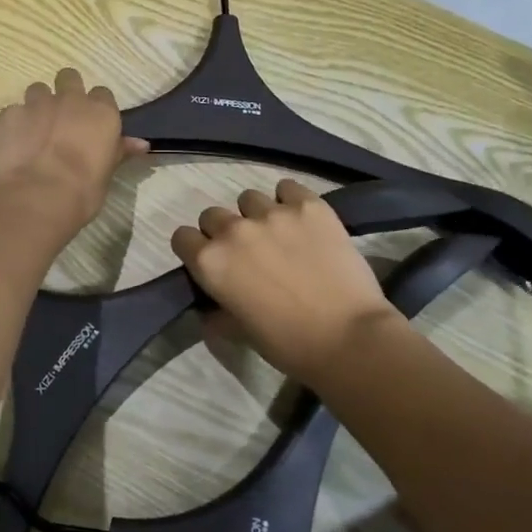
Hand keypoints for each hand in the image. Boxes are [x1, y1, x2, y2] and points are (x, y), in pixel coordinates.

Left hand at [0, 69, 148, 245]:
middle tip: (62, 118)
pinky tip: (14, 145)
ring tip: (35, 131)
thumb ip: (119, 151)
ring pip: (37, 89)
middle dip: (66, 91)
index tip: (91, 124)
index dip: (95, 108)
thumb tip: (141, 144)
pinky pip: (12, 112)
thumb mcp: (107, 173)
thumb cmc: (82, 191)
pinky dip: (14, 124)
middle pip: (69, 77)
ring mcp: (36, 104)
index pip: (102, 94)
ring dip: (38, 105)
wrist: (37, 197)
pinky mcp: (9, 115)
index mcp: (101, 112)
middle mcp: (70, 99)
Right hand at [172, 179, 400, 381]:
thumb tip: (211, 306)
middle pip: (213, 215)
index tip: (212, 262)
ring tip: (280, 235)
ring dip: (257, 215)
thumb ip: (217, 311)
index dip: (195, 249)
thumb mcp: (239, 332)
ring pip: (249, 199)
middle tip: (249, 253)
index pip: (182, 237)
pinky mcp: (308, 205)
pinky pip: (287, 187)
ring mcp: (272, 213)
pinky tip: (302, 220)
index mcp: (210, 261)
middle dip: (224, 231)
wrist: (349, 338)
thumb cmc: (288, 344)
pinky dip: (290, 200)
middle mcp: (233, 230)